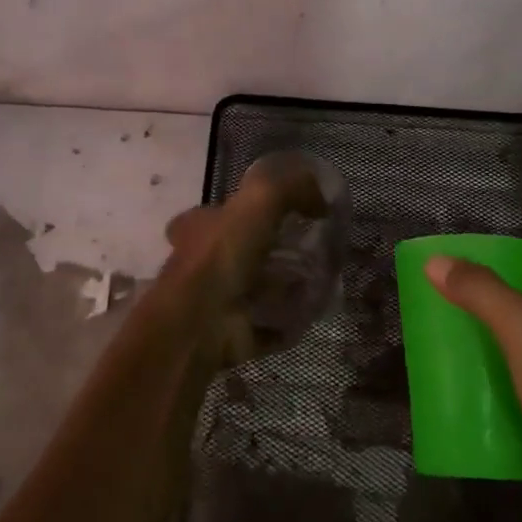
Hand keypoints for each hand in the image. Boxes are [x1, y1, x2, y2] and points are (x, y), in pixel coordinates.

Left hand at [157, 156, 326, 366]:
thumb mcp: (260, 200)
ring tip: (321, 278)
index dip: (245, 210)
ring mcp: (218, 300)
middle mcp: (204, 262)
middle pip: (243, 251)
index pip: (219, 212)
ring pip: (257, 288)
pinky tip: (313, 310)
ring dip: (285, 286)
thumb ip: (292, 188)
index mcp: (200, 227)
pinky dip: (289, 320)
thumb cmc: (222, 254)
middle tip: (312, 248)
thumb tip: (320, 198)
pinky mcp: (234, 334)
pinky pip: (270, 325)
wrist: (201, 325)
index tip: (283, 213)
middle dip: (274, 250)